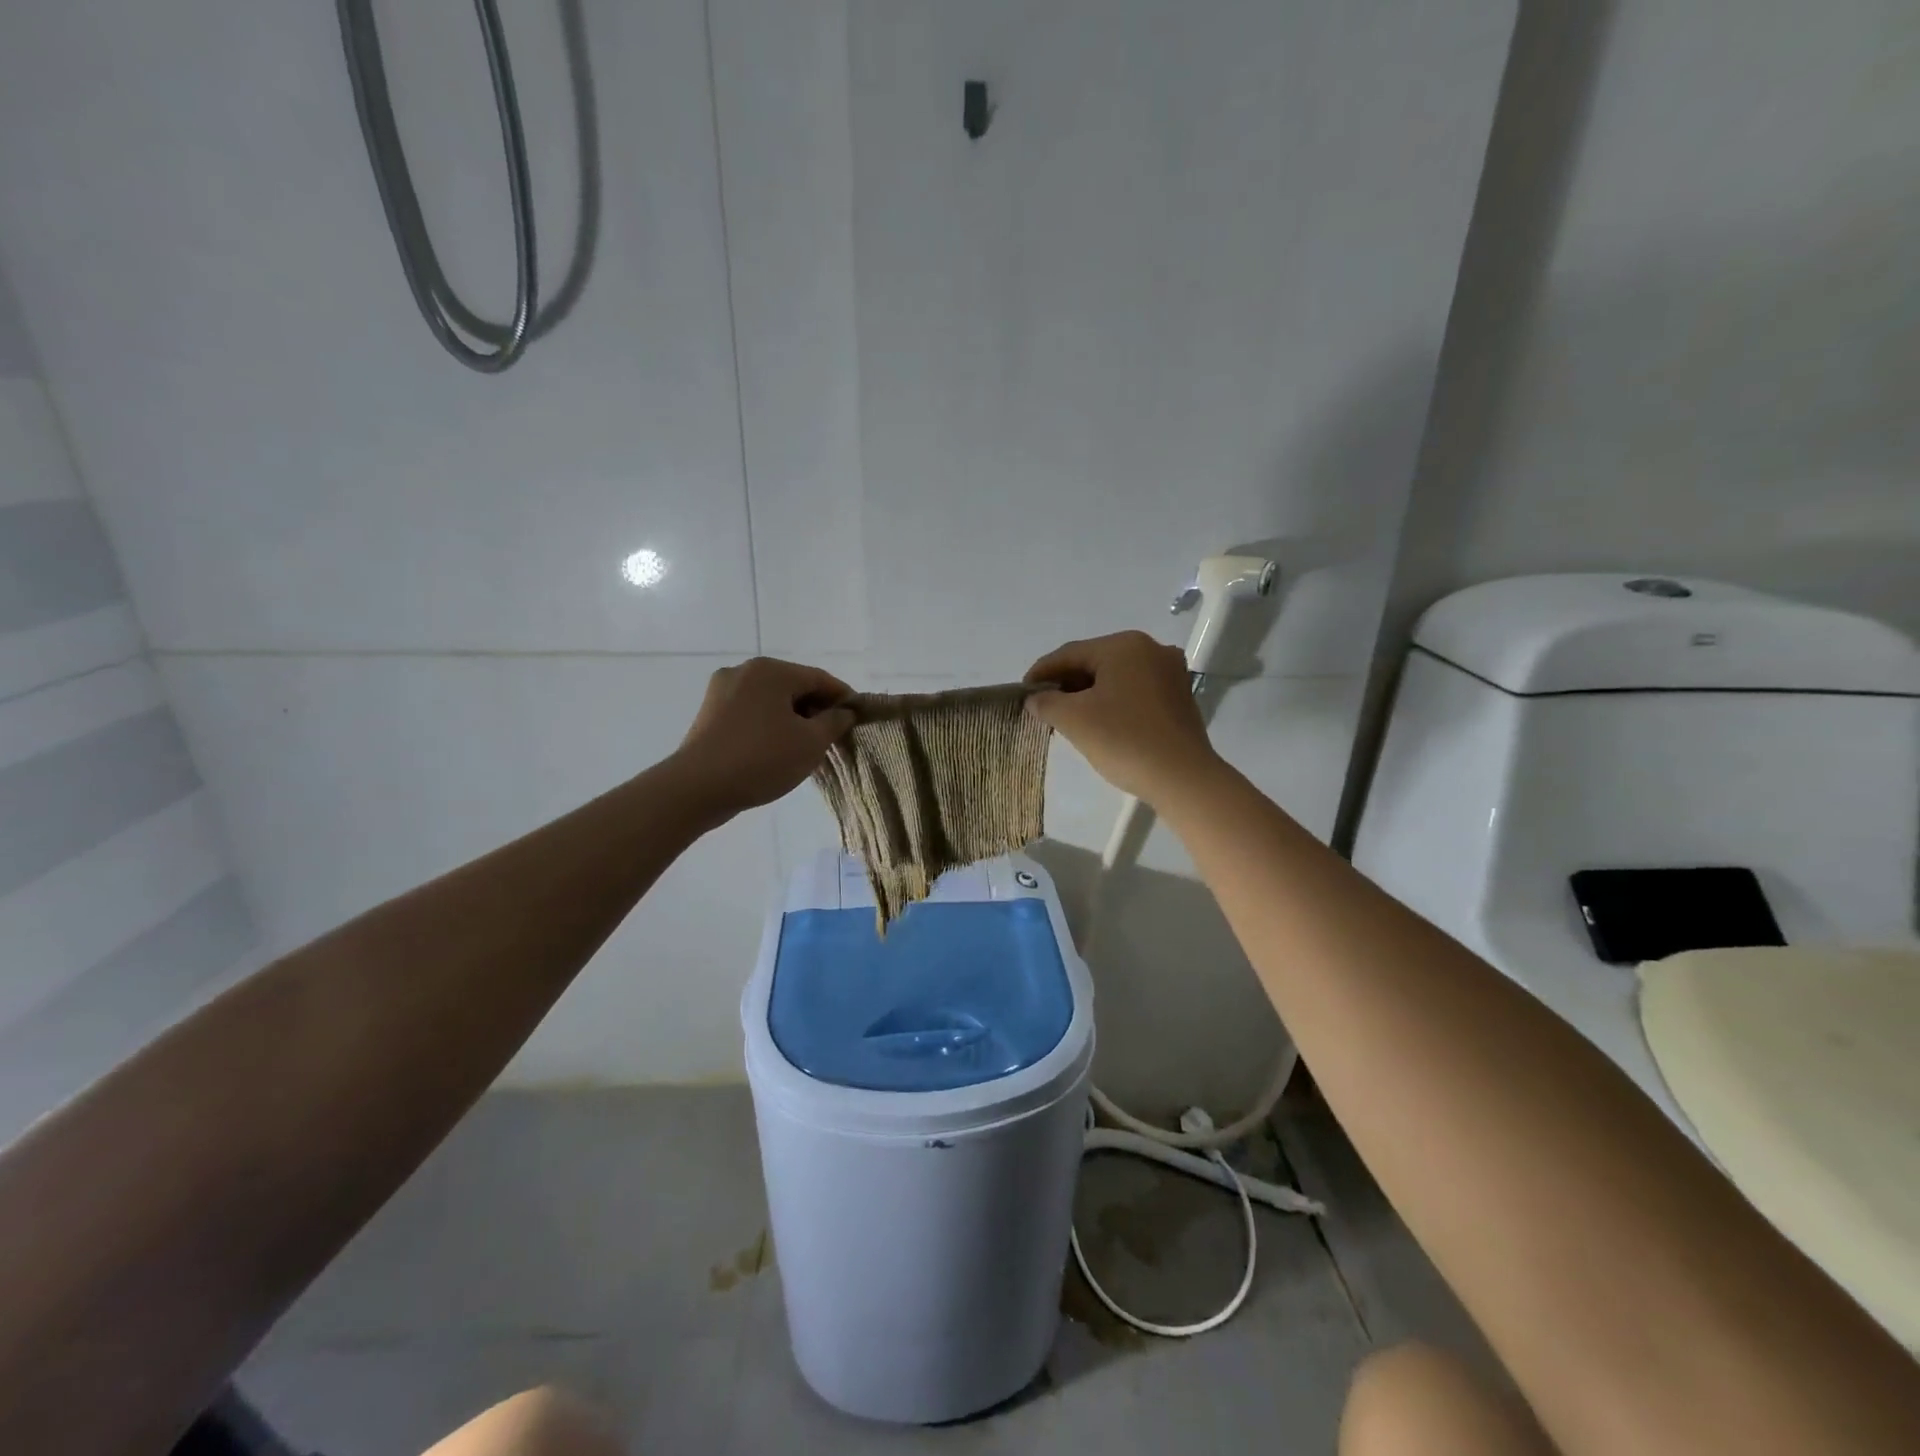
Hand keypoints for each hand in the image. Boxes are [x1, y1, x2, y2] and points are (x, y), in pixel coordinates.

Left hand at [672, 658, 853, 821]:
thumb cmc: (762, 759)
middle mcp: (745, 671)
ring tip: (807, 746)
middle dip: (816, 709)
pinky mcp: (710, 713)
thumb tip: (844, 712)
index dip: (843, 698)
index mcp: (771, 670)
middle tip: (833, 736)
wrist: (698, 787)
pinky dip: (770, 724)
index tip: (858, 718)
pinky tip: (778, 748)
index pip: (820, 678)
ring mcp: (722, 691)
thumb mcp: (810, 743)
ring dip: (793, 718)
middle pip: (794, 686)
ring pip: (771, 700)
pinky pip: (751, 712)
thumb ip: (834, 722)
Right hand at [1024, 631, 1221, 803]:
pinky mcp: (1179, 697)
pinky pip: (1135, 691)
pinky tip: (1100, 723)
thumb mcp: (1075, 720)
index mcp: (1124, 646)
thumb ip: (1047, 703)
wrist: (1182, 778)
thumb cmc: (1124, 740)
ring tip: (1067, 718)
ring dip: (1088, 694)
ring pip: (1115, 677)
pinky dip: (1112, 702)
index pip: (1069, 653)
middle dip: (1066, 684)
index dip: (1041, 673)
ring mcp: (1170, 672)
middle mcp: (1151, 649)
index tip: (1022, 693)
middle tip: (1043, 708)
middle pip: (1094, 662)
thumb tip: (1035, 699)